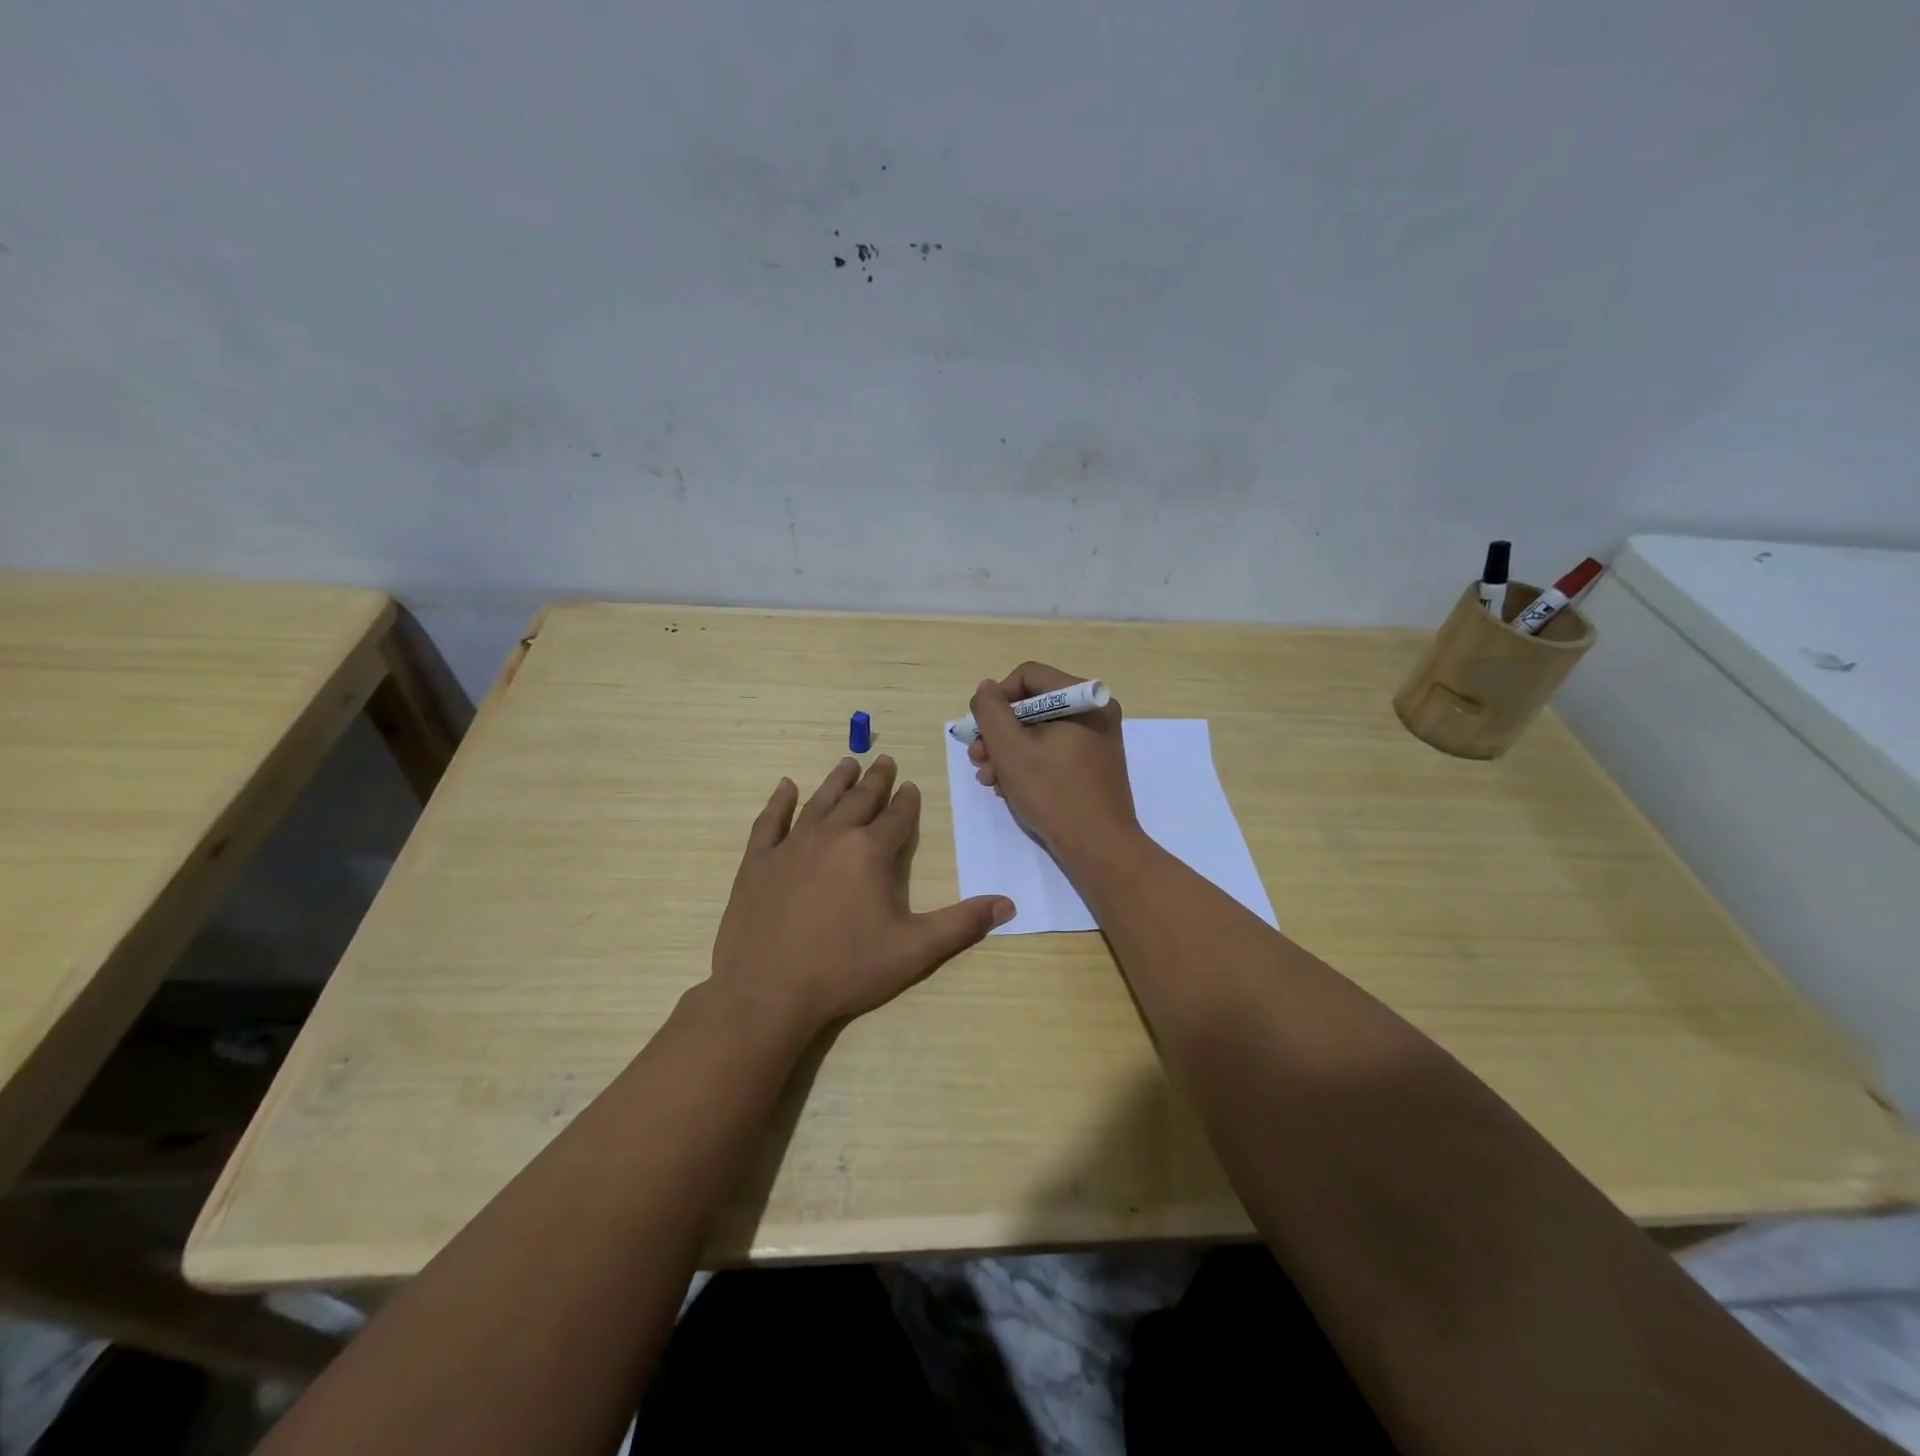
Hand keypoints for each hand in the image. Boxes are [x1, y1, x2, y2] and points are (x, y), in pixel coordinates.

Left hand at [710, 755, 1014, 1032]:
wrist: (768, 992)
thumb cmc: (846, 969)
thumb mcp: (914, 950)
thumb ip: (961, 923)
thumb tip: (1008, 904)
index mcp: (870, 852)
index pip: (896, 817)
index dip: (907, 801)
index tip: (911, 786)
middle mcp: (832, 837)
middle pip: (859, 799)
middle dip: (876, 780)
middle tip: (884, 760)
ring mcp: (791, 846)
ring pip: (819, 802)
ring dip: (836, 781)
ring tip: (848, 763)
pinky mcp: (758, 862)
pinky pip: (770, 821)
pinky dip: (779, 801)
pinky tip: (786, 786)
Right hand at [967, 662, 1140, 869]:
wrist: (1099, 848)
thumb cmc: (1054, 793)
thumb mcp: (1011, 749)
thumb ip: (991, 711)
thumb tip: (986, 689)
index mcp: (1084, 700)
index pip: (1028, 677)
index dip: (996, 699)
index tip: (979, 729)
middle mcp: (1094, 714)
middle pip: (1032, 706)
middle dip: (998, 733)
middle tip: (977, 758)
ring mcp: (1094, 742)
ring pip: (1038, 733)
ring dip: (1007, 753)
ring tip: (989, 780)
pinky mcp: (1090, 767)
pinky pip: (1051, 753)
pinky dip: (1027, 766)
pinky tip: (1009, 789)